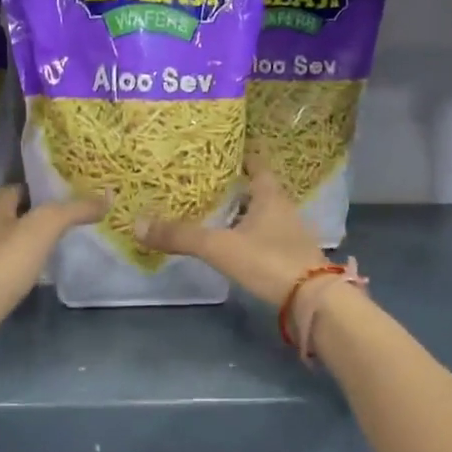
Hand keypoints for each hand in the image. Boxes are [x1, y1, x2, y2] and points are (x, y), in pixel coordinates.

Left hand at [0, 186, 103, 363]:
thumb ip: (73, 211)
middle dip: (32, 218)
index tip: (58, 191)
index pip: (11, 192)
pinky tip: (38, 281)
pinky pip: (5, 277)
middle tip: (66, 221)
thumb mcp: (43, 227)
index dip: (32, 188)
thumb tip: (106, 197)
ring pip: (7, 249)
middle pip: (8, 220)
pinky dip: (21, 275)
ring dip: (27, 248)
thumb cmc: (3, 262)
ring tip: (57, 249)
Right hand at [135, 166, 328, 308]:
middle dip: (235, 186)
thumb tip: (138, 224)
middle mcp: (283, 209)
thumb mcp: (220, 246)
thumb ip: (181, 236)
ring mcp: (290, 234)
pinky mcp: (291, 257)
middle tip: (205, 182)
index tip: (219, 150)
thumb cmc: (269, 261)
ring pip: (261, 215)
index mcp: (270, 195)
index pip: (256, 164)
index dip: (240, 155)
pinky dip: (248, 236)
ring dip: (241, 213)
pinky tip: (231, 244)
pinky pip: (265, 237)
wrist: (313, 301)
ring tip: (212, 212)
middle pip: (258, 189)